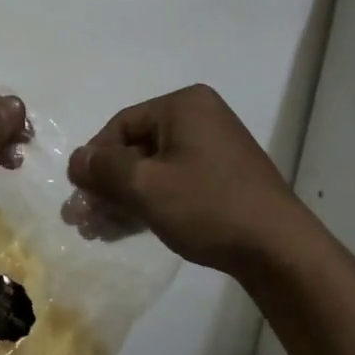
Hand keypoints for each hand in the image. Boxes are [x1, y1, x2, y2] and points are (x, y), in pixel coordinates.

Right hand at [66, 85, 306, 272]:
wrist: (278, 249)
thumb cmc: (207, 206)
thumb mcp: (145, 186)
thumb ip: (104, 169)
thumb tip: (76, 159)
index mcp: (184, 105)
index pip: (121, 125)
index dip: (94, 160)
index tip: (78, 195)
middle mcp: (200, 118)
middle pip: (136, 148)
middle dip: (106, 185)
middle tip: (81, 220)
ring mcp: (214, 149)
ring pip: (153, 170)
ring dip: (123, 199)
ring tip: (97, 232)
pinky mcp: (222, 179)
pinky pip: (174, 183)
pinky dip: (149, 203)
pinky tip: (124, 230)